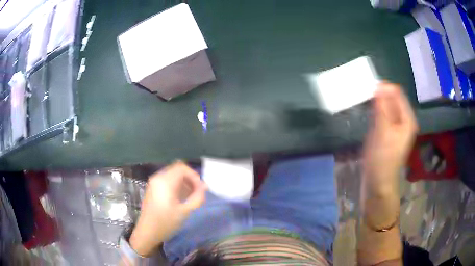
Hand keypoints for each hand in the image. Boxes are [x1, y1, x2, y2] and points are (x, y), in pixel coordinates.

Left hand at [129, 162, 206, 256]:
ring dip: (184, 182)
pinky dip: (177, 185)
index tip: (201, 189)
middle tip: (198, 192)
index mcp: (165, 181)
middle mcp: (158, 178)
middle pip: (177, 170)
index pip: (182, 168)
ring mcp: (154, 183)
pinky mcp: (153, 188)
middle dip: (190, 179)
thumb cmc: (166, 223)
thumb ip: (197, 198)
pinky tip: (182, 198)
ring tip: (192, 196)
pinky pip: (167, 180)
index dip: (194, 176)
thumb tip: (204, 188)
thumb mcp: (184, 212)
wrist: (147, 232)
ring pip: (173, 175)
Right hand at [363, 82, 417, 194]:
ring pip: (385, 106)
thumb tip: (379, 86)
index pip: (397, 93)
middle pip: (392, 99)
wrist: (377, 182)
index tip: (369, 89)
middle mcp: (403, 120)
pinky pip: (381, 114)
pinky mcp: (386, 131)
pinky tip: (367, 113)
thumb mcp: (383, 132)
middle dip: (379, 95)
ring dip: (376, 102)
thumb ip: (382, 108)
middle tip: (365, 96)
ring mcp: (394, 126)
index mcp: (407, 119)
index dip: (384, 88)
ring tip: (365, 104)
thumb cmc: (382, 159)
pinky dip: (374, 111)